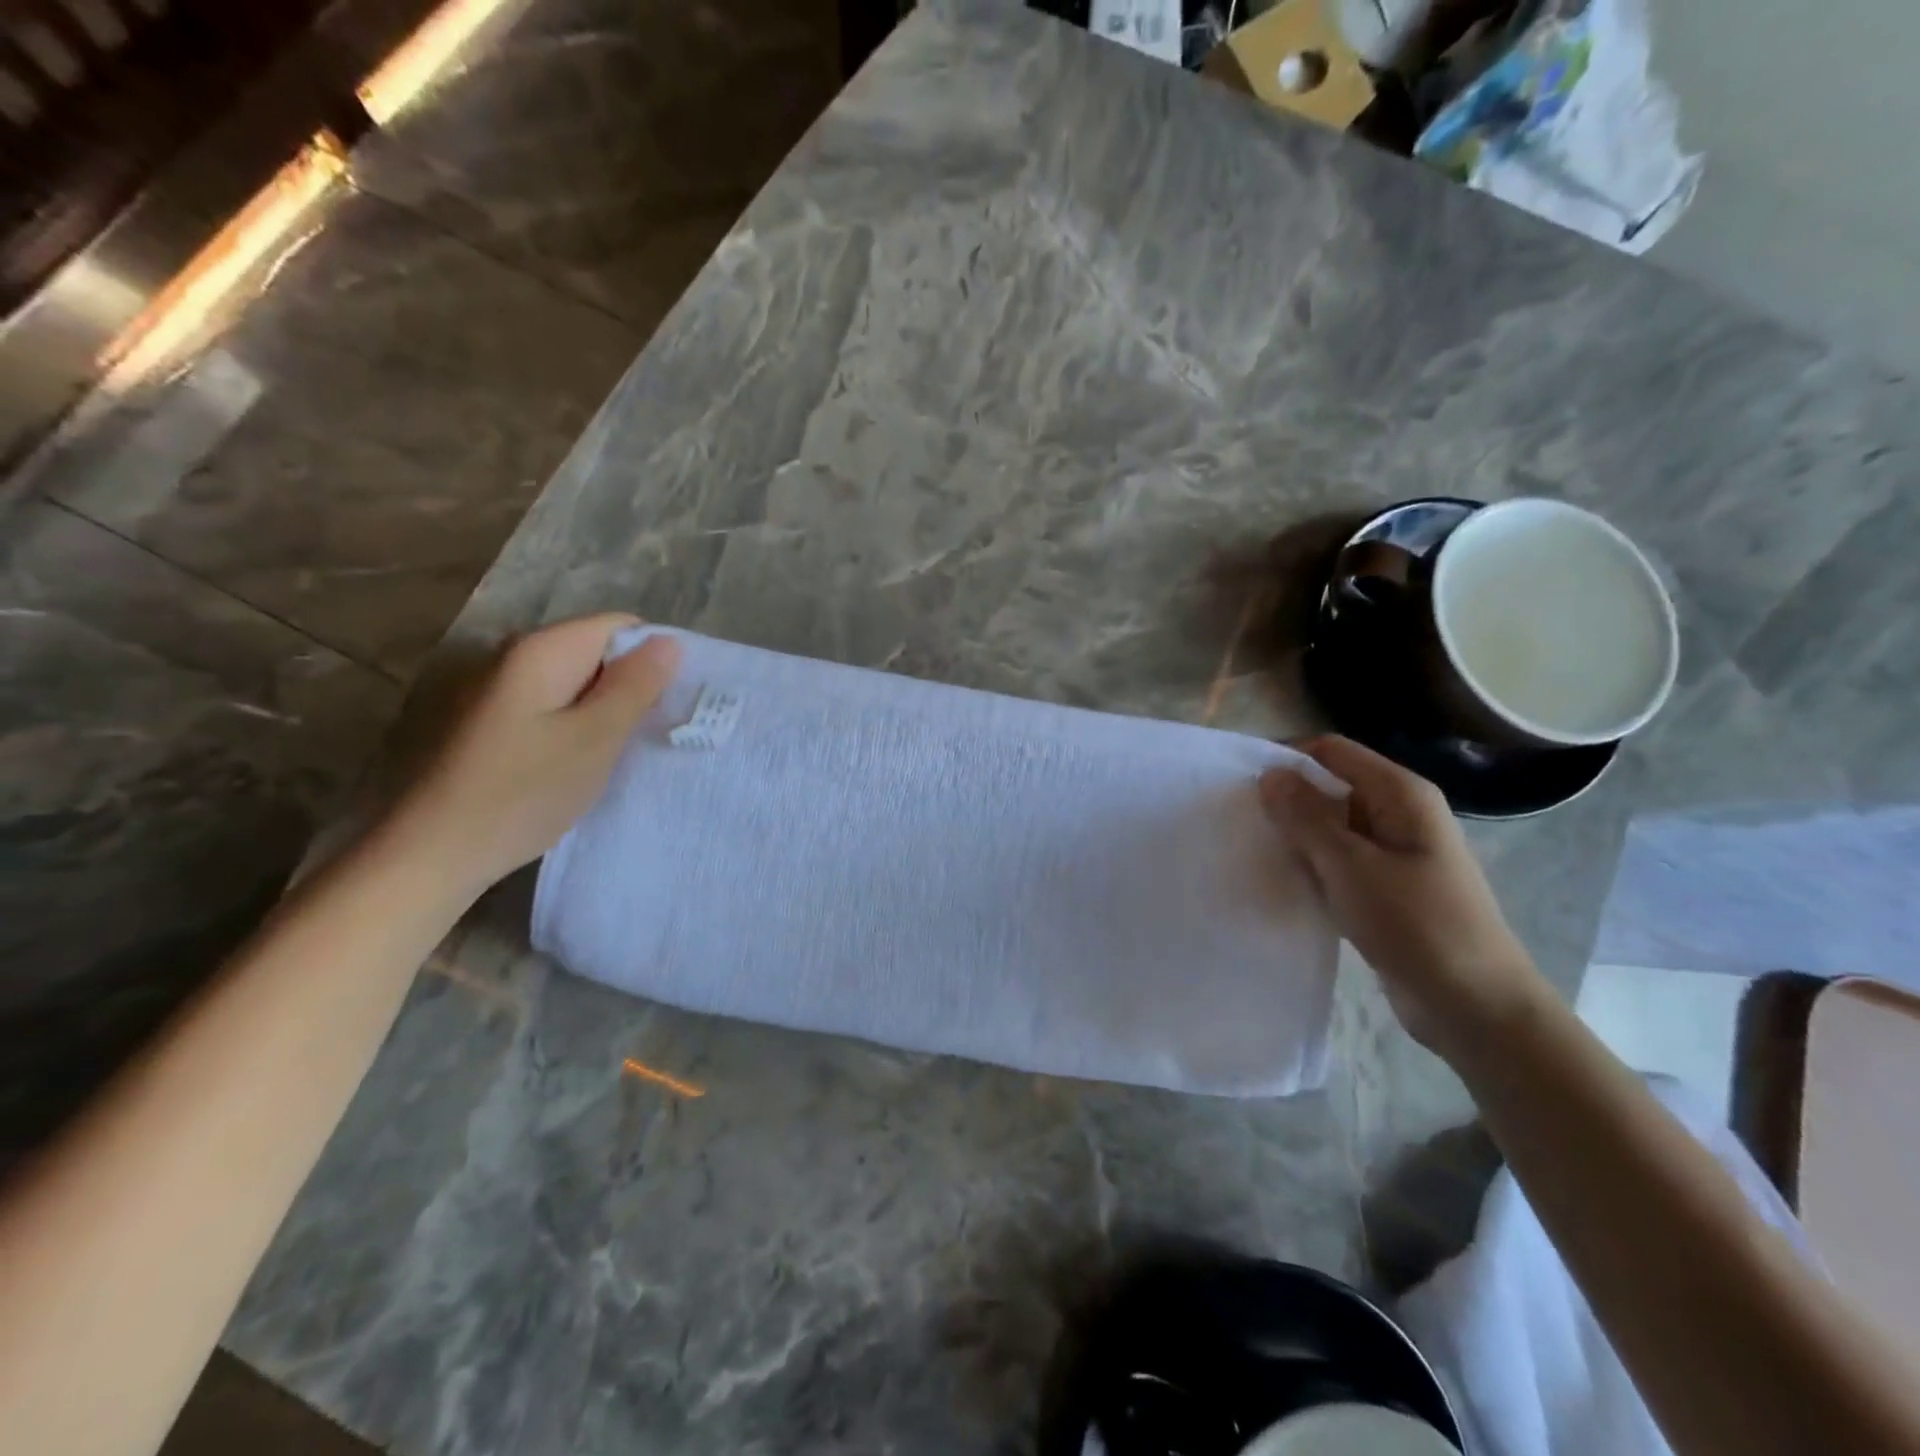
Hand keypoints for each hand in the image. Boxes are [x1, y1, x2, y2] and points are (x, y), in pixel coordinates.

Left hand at [385, 615, 680, 898]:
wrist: (435, 852)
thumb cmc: (523, 792)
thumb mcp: (595, 738)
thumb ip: (635, 686)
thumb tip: (670, 641)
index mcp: (543, 651)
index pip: (621, 626)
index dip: (655, 657)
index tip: (670, 702)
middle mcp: (518, 657)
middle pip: (599, 652)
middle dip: (634, 685)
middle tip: (655, 730)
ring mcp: (504, 691)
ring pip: (580, 683)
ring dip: (609, 709)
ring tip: (627, 749)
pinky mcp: (497, 723)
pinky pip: (557, 707)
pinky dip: (582, 726)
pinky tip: (589, 761)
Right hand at [1260, 736, 1548, 1059]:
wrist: (1474, 1007)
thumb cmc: (1415, 925)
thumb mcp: (1350, 866)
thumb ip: (1305, 817)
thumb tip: (1270, 774)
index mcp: (1400, 794)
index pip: (1332, 751)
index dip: (1286, 757)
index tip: (1240, 781)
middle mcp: (1399, 814)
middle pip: (1331, 786)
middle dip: (1286, 799)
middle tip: (1240, 819)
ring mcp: (1395, 852)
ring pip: (1332, 826)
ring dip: (1296, 835)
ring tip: (1253, 849)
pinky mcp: (1387, 887)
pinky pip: (1339, 861)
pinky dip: (1312, 865)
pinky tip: (1283, 881)